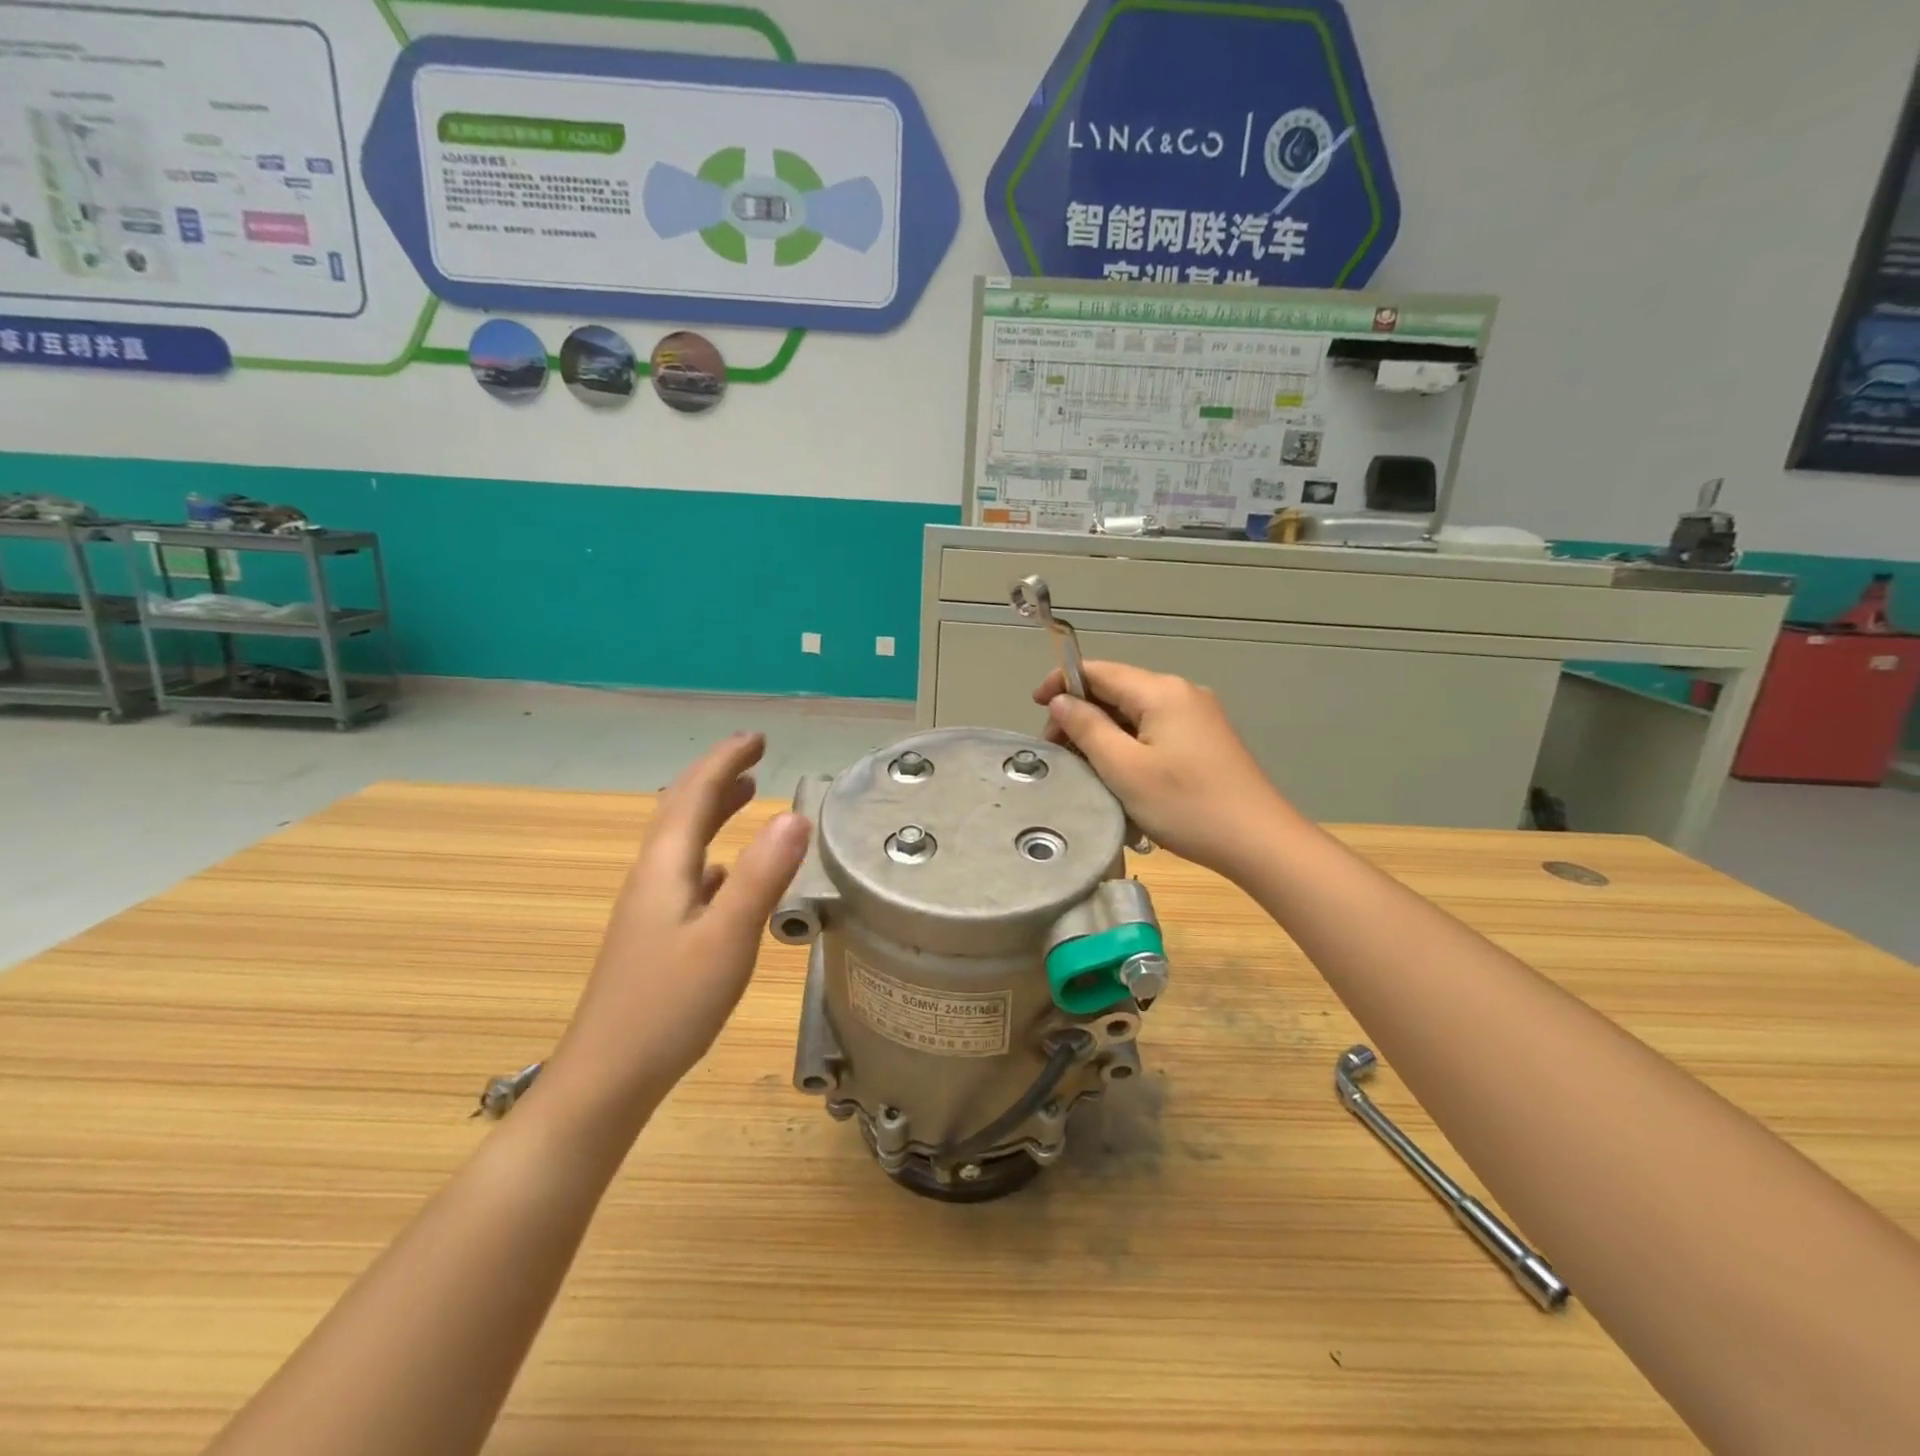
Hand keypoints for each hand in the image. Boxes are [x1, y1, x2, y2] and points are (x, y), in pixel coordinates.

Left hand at [541, 732, 809, 1126]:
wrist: (608, 1077)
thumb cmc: (668, 1006)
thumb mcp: (726, 938)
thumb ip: (761, 876)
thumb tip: (795, 815)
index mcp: (666, 868)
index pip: (694, 794)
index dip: (725, 761)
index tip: (758, 738)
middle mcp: (653, 878)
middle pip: (681, 811)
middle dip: (716, 776)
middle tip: (754, 756)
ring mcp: (650, 908)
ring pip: (683, 842)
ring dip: (712, 810)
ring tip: (744, 794)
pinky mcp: (655, 935)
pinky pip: (687, 874)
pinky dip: (711, 853)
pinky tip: (725, 871)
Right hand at [1034, 661, 1290, 876]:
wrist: (1259, 842)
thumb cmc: (1186, 805)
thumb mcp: (1124, 769)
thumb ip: (1087, 728)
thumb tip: (1062, 701)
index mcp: (1161, 691)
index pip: (1099, 670)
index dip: (1062, 683)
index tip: (1036, 709)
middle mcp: (1181, 693)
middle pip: (1117, 690)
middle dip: (1081, 715)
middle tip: (1058, 753)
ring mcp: (1198, 717)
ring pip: (1134, 714)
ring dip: (1103, 735)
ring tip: (1084, 770)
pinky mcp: (1206, 741)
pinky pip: (1154, 732)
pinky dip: (1128, 747)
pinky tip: (1120, 777)